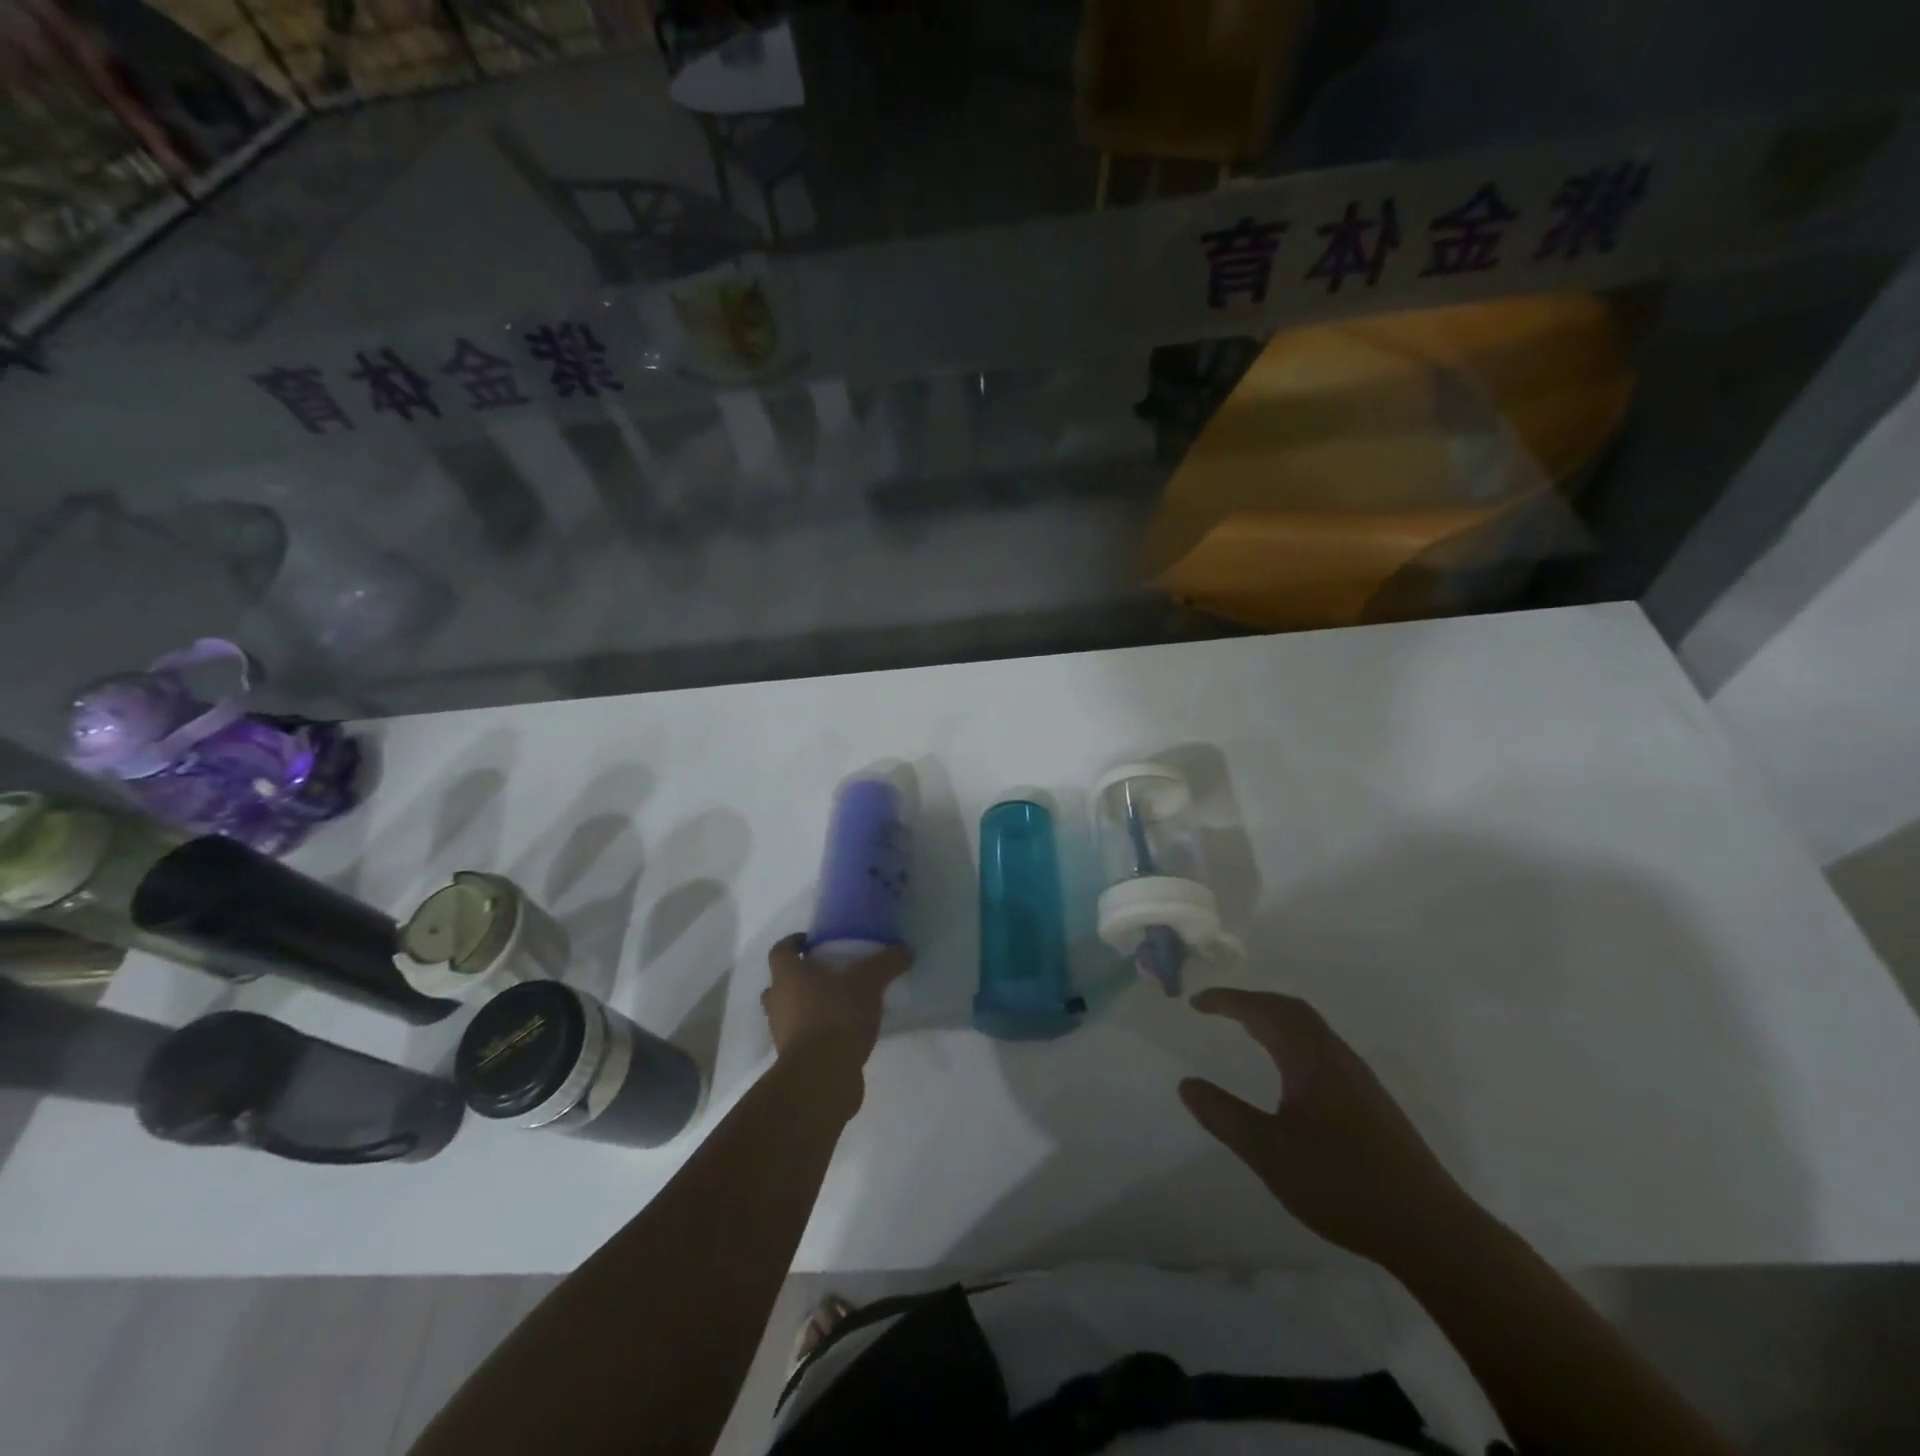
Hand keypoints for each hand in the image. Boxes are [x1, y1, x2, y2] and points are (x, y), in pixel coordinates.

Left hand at [761, 934, 911, 1072]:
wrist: (822, 1077)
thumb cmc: (837, 1016)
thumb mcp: (869, 982)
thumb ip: (886, 963)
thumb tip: (905, 950)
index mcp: (787, 976)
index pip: (780, 950)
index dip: (793, 942)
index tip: (810, 941)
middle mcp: (777, 1001)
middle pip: (781, 983)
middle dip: (800, 977)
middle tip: (827, 973)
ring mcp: (782, 1033)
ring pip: (789, 1011)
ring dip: (807, 1006)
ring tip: (839, 1003)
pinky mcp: (793, 1059)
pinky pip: (803, 1036)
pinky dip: (817, 1031)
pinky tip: (843, 1032)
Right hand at [1179, 989, 1482, 1269]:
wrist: (1430, 1230)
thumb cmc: (1342, 1184)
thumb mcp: (1269, 1153)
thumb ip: (1224, 1116)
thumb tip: (1186, 1084)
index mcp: (1310, 1058)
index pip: (1263, 1011)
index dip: (1227, 1001)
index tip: (1196, 1002)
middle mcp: (1336, 1056)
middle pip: (1291, 1009)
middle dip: (1252, 1002)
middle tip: (1218, 1009)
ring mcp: (1358, 1078)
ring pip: (1311, 1028)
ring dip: (1275, 1018)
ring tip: (1246, 1030)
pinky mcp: (1371, 1100)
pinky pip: (1322, 1047)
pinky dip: (1293, 1038)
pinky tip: (1289, 1070)